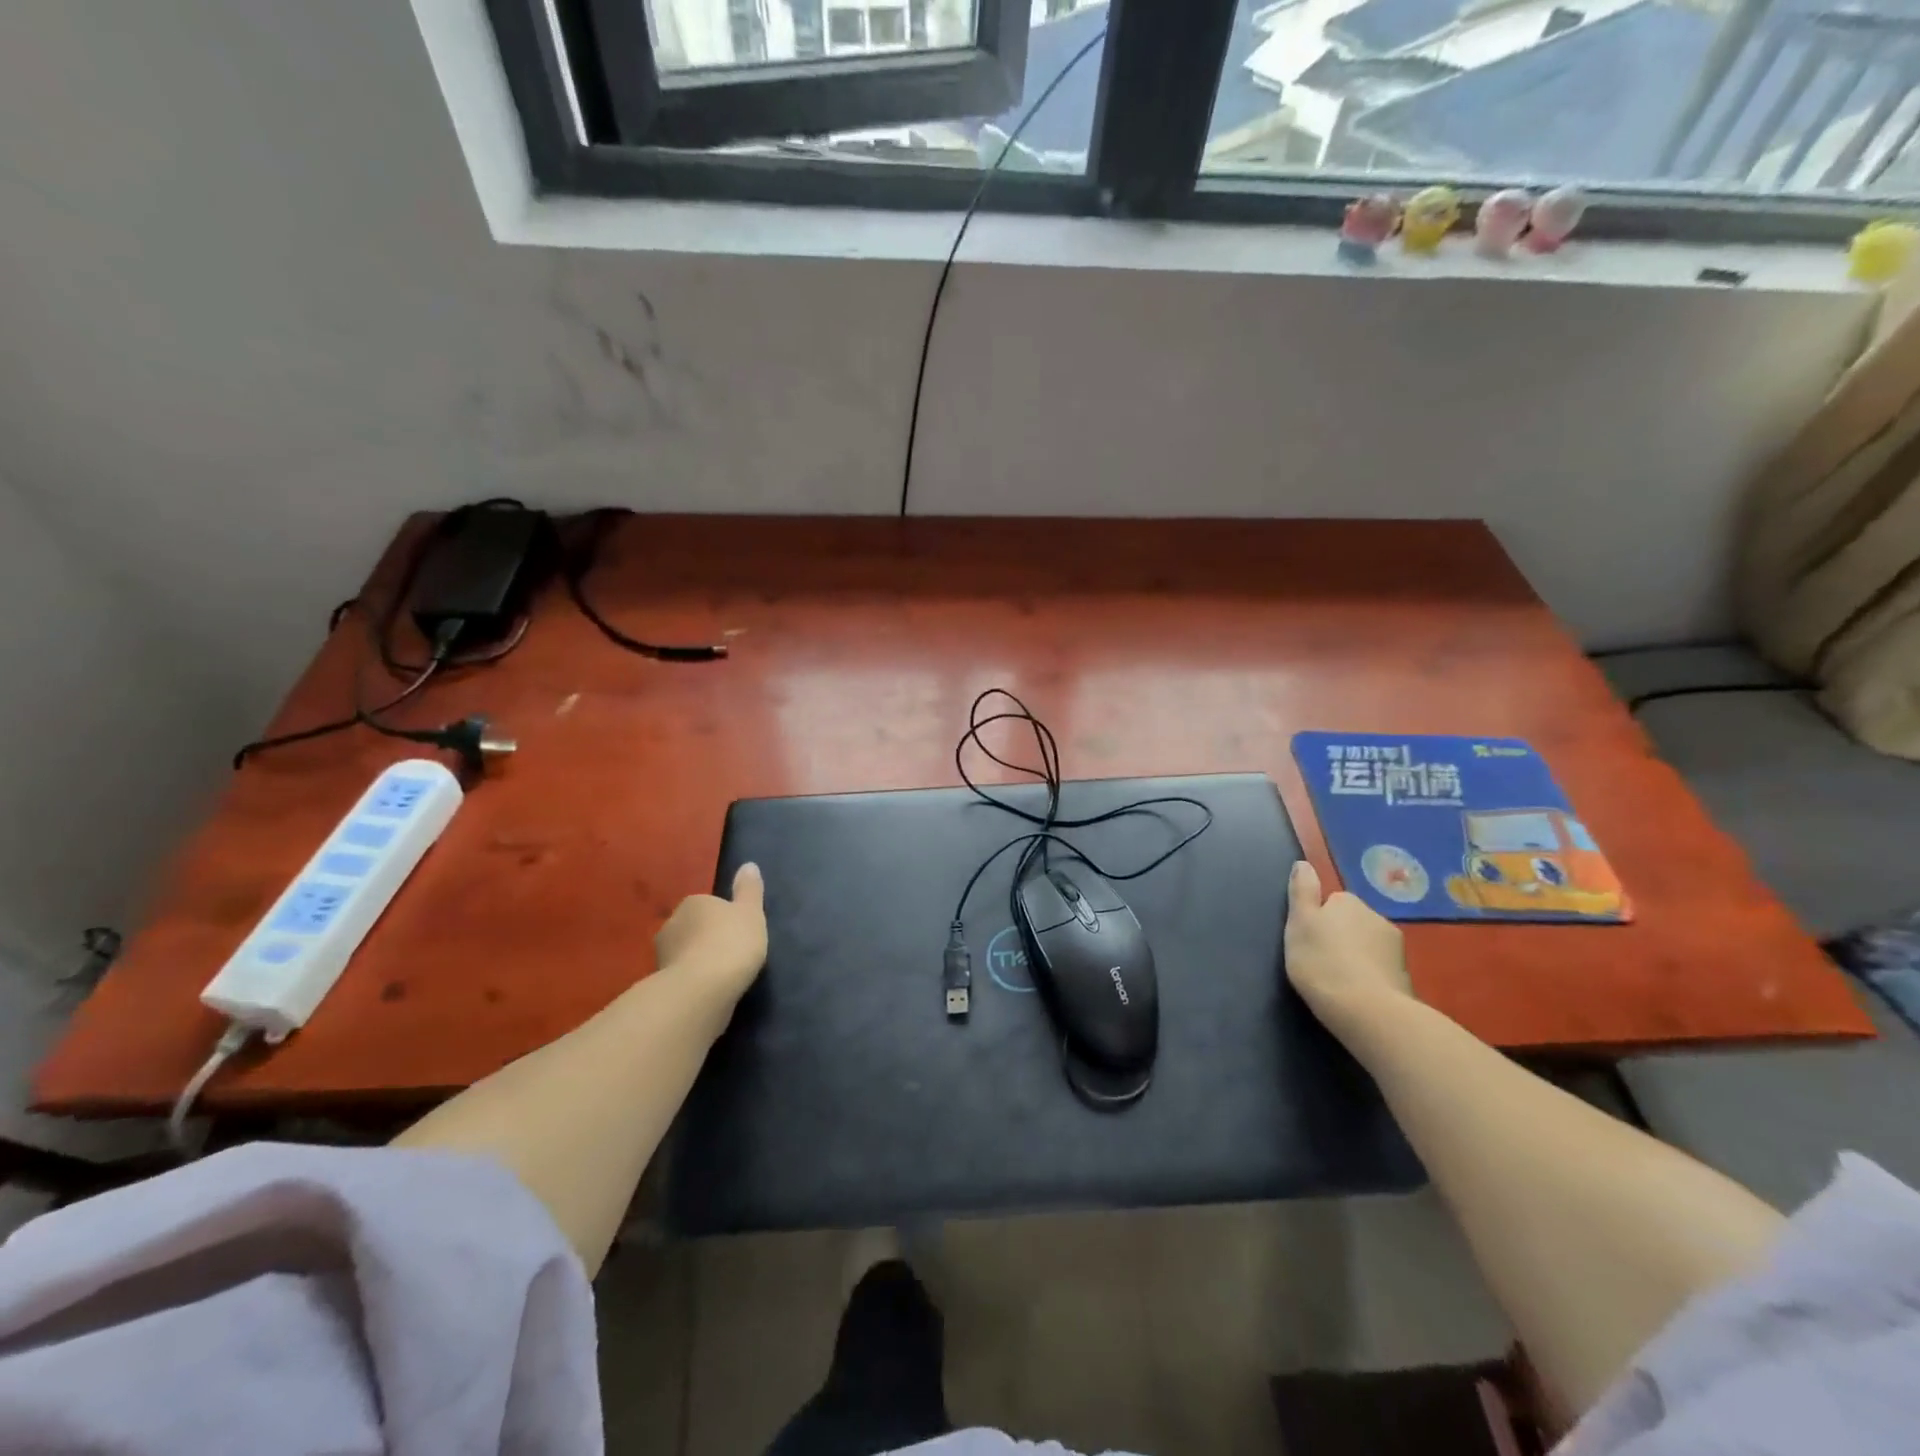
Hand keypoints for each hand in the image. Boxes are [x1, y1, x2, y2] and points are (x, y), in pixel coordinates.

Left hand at [655, 863, 768, 1004]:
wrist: (702, 990)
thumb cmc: (731, 942)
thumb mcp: (751, 912)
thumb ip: (749, 890)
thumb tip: (748, 865)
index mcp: (693, 903)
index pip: (708, 905)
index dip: (724, 918)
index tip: (739, 933)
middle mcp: (671, 924)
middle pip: (693, 928)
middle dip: (707, 939)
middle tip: (732, 954)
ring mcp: (662, 955)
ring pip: (685, 953)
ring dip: (698, 961)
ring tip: (721, 976)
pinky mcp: (660, 983)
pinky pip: (682, 976)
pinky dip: (693, 981)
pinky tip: (709, 991)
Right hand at [1285, 860, 1412, 1041]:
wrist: (1367, 1010)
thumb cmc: (1321, 962)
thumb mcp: (1298, 923)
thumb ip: (1302, 891)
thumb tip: (1304, 863)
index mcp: (1348, 902)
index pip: (1332, 902)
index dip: (1318, 920)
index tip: (1308, 941)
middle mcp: (1376, 916)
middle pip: (1352, 922)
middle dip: (1341, 937)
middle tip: (1321, 961)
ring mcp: (1395, 947)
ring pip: (1368, 945)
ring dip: (1357, 956)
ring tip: (1339, 980)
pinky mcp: (1406, 976)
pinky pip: (1381, 968)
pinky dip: (1370, 976)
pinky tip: (1358, 993)